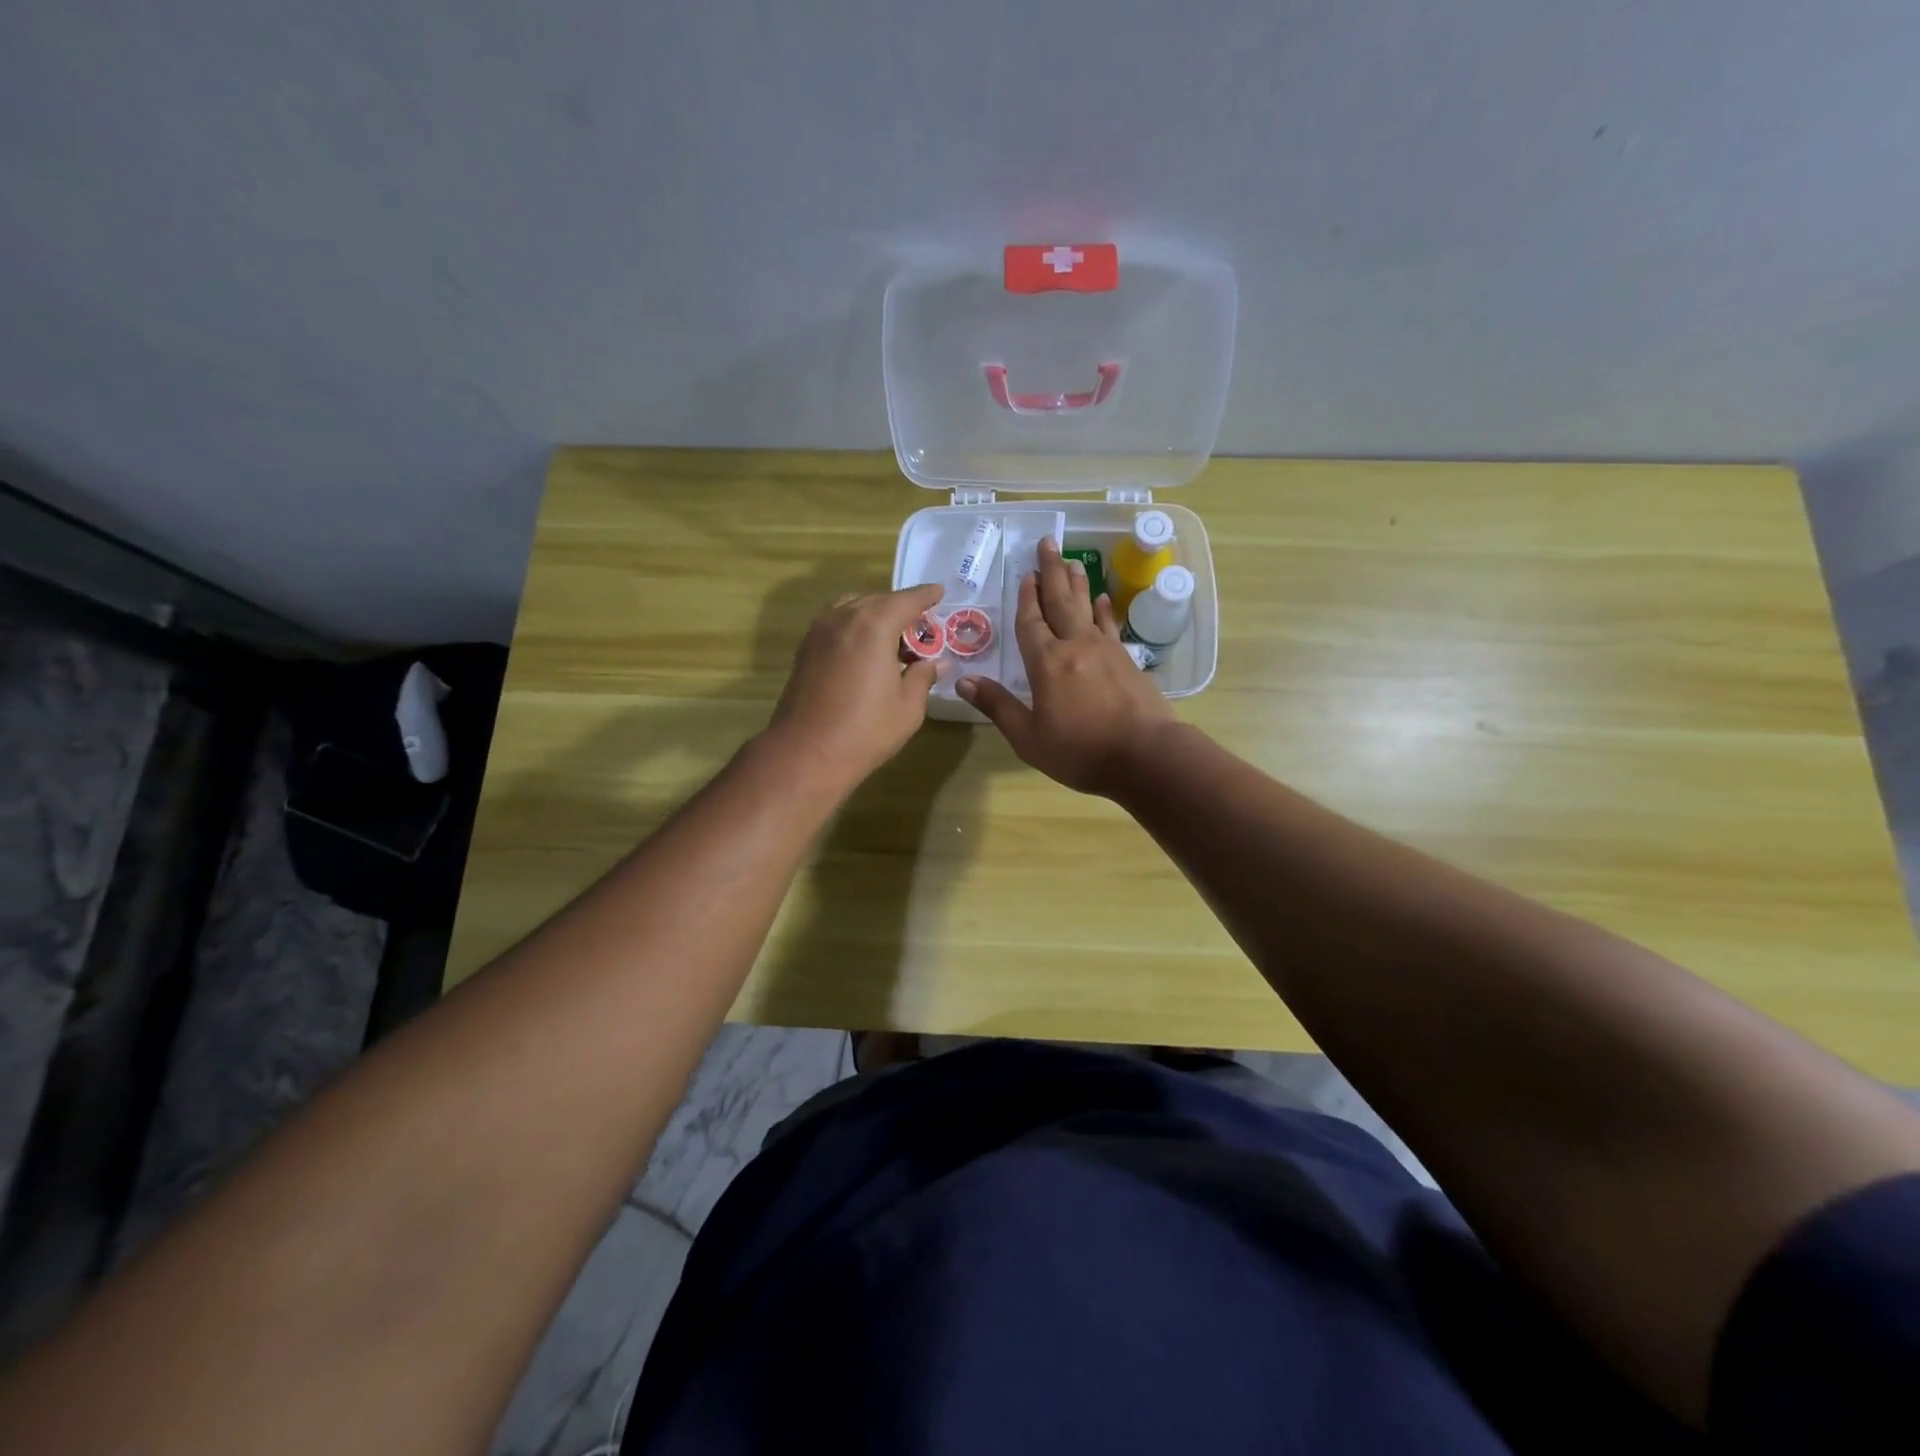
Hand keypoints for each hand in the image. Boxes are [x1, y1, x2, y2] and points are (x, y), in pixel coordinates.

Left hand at [766, 582, 943, 790]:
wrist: (806, 753)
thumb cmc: (865, 731)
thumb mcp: (908, 707)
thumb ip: (922, 677)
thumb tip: (935, 663)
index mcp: (874, 625)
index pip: (907, 600)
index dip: (926, 596)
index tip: (939, 592)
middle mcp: (844, 618)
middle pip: (878, 600)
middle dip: (901, 608)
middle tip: (921, 626)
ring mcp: (819, 631)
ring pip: (852, 608)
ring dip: (875, 615)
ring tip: (892, 637)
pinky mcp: (805, 649)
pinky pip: (836, 623)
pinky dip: (854, 626)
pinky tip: (865, 650)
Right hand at [959, 536, 1173, 795]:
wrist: (1145, 756)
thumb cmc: (1080, 751)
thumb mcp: (1029, 738)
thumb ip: (998, 706)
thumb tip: (963, 681)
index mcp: (1046, 663)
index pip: (1031, 622)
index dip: (1026, 597)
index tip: (1025, 573)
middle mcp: (1075, 646)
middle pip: (1060, 601)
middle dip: (1052, 572)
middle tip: (1048, 543)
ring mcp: (1105, 650)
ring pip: (1087, 607)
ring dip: (1077, 583)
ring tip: (1072, 561)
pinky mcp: (1127, 661)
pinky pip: (1110, 625)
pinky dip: (1104, 610)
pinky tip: (1103, 600)